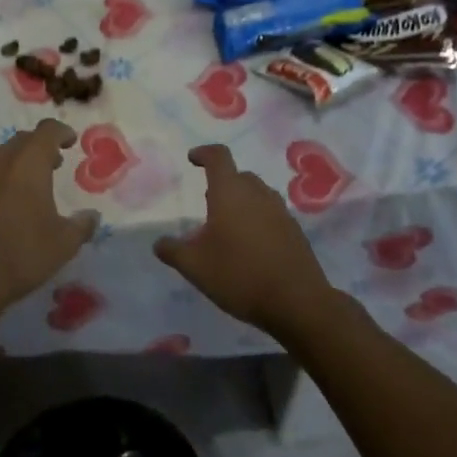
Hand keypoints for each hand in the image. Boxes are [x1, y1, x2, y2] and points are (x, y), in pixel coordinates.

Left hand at [0, 118, 98, 324]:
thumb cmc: (19, 256)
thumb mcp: (62, 244)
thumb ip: (82, 225)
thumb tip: (92, 216)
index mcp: (27, 163)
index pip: (47, 131)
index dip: (61, 132)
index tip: (70, 140)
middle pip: (20, 142)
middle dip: (38, 149)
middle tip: (52, 165)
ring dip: (12, 168)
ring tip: (22, 190)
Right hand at [154, 144, 338, 338]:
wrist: (298, 303)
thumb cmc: (239, 276)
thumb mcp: (195, 267)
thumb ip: (173, 251)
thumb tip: (159, 243)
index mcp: (230, 192)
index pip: (218, 157)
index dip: (203, 153)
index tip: (192, 159)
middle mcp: (258, 194)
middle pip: (239, 175)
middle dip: (222, 182)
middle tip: (208, 200)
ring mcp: (281, 211)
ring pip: (257, 194)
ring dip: (241, 200)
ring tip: (228, 225)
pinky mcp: (295, 231)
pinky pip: (271, 213)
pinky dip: (258, 219)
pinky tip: (251, 246)